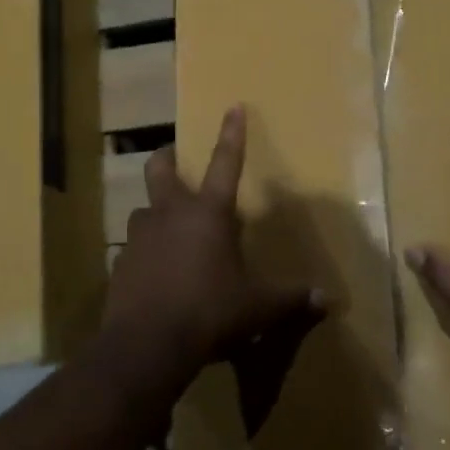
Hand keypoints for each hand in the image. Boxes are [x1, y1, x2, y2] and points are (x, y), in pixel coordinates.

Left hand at [108, 105, 323, 361]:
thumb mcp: (258, 308)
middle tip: (175, 158)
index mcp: (207, 214)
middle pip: (160, 168)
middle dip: (168, 157)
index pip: (225, 163)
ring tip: (170, 231)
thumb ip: (291, 299)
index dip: (231, 134)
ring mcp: (139, 236)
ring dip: (156, 213)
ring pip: (143, 209)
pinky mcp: (120, 262)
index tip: (233, 107)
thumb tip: (328, 300)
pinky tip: (155, 275)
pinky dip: (145, 253)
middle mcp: (169, 214)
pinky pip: (133, 249)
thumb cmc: (209, 313)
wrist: (147, 343)